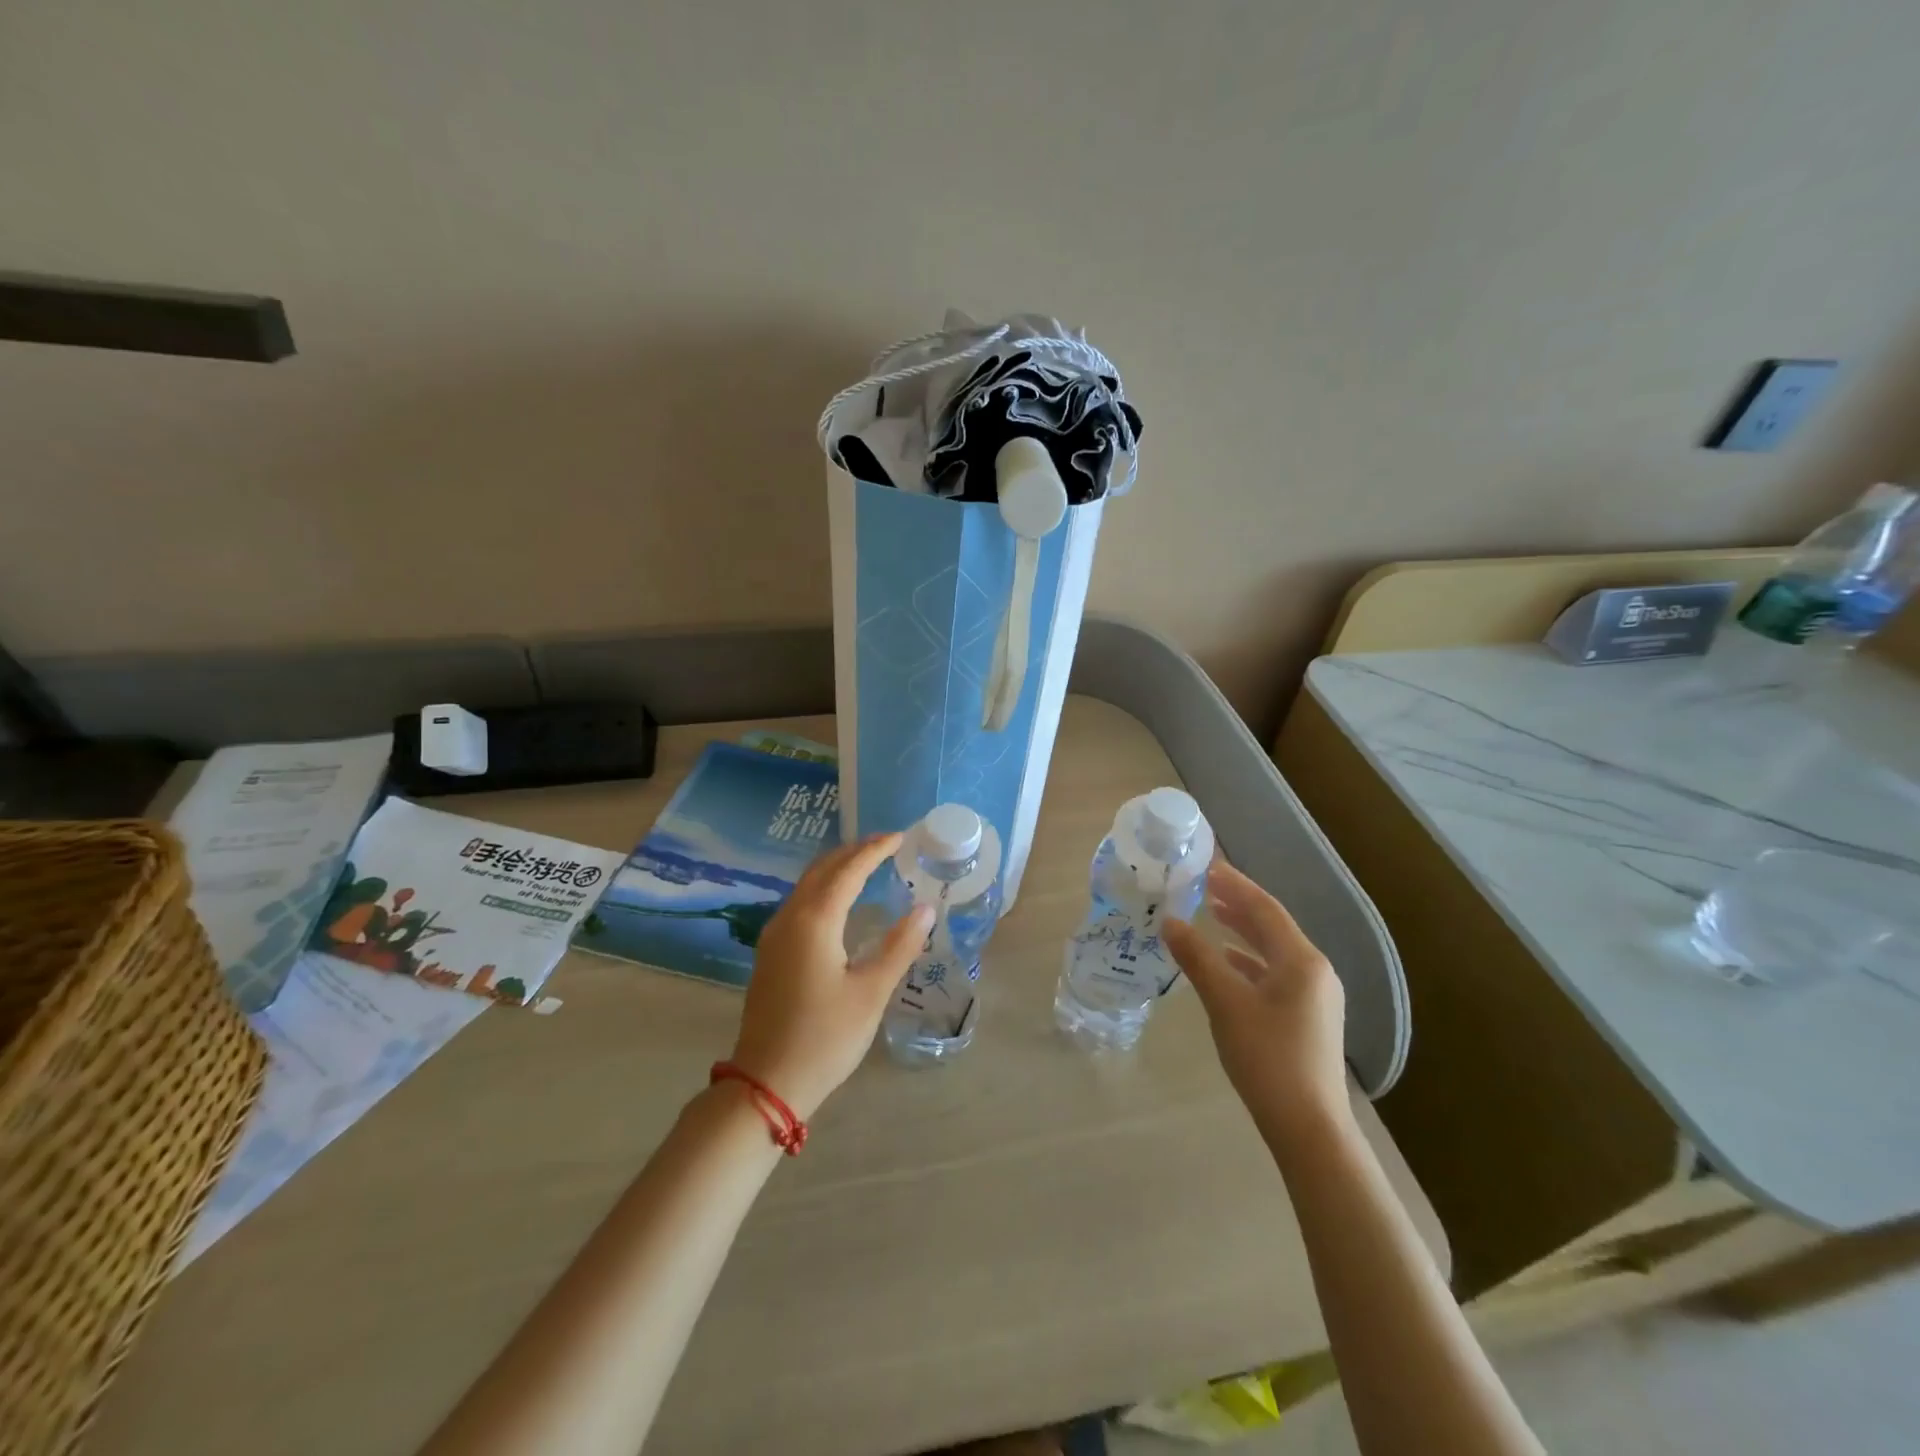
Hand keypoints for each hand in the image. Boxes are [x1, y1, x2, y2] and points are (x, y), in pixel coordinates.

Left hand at [728, 833, 931, 1118]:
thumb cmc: (825, 1037)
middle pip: (822, 870)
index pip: (848, 871)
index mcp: (815, 921)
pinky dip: (823, 888)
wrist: (766, 1082)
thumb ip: (900, 946)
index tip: (900, 837)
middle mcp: (790, 918)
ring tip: (866, 863)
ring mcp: (775, 935)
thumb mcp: (871, 992)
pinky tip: (839, 900)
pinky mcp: (771, 953)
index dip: (875, 850)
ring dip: (836, 868)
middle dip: (853, 851)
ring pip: (807, 885)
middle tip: (885, 843)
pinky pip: (799, 903)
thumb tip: (925, 909)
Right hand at [1163, 861, 1349, 1145]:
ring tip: (1212, 915)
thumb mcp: (1225, 1002)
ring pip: (1274, 951)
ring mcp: (1315, 996)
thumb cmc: (1267, 1057)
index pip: (1264, 908)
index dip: (1234, 884)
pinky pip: (1275, 973)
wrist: (1308, 1126)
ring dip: (1243, 931)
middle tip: (1203, 886)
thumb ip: (1197, 958)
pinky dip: (1249, 961)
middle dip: (1238, 904)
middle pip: (1272, 926)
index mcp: (1301, 960)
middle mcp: (1314, 970)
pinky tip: (1227, 964)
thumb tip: (1170, 921)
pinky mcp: (1308, 1017)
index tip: (1206, 866)